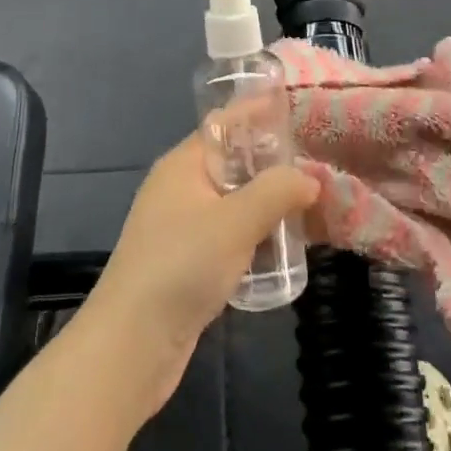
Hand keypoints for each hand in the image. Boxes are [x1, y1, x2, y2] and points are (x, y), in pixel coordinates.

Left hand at [77, 133, 319, 418]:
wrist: (132, 345)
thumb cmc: (181, 266)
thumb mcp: (236, 221)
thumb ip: (277, 192)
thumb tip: (310, 178)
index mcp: (183, 164)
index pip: (225, 122)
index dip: (259, 110)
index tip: (298, 105)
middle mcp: (180, 187)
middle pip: (232, 161)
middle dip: (272, 160)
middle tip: (318, 158)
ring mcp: (182, 226)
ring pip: (233, 201)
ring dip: (268, 200)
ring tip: (312, 200)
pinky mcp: (188, 262)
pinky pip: (229, 234)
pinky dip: (256, 233)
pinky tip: (285, 244)